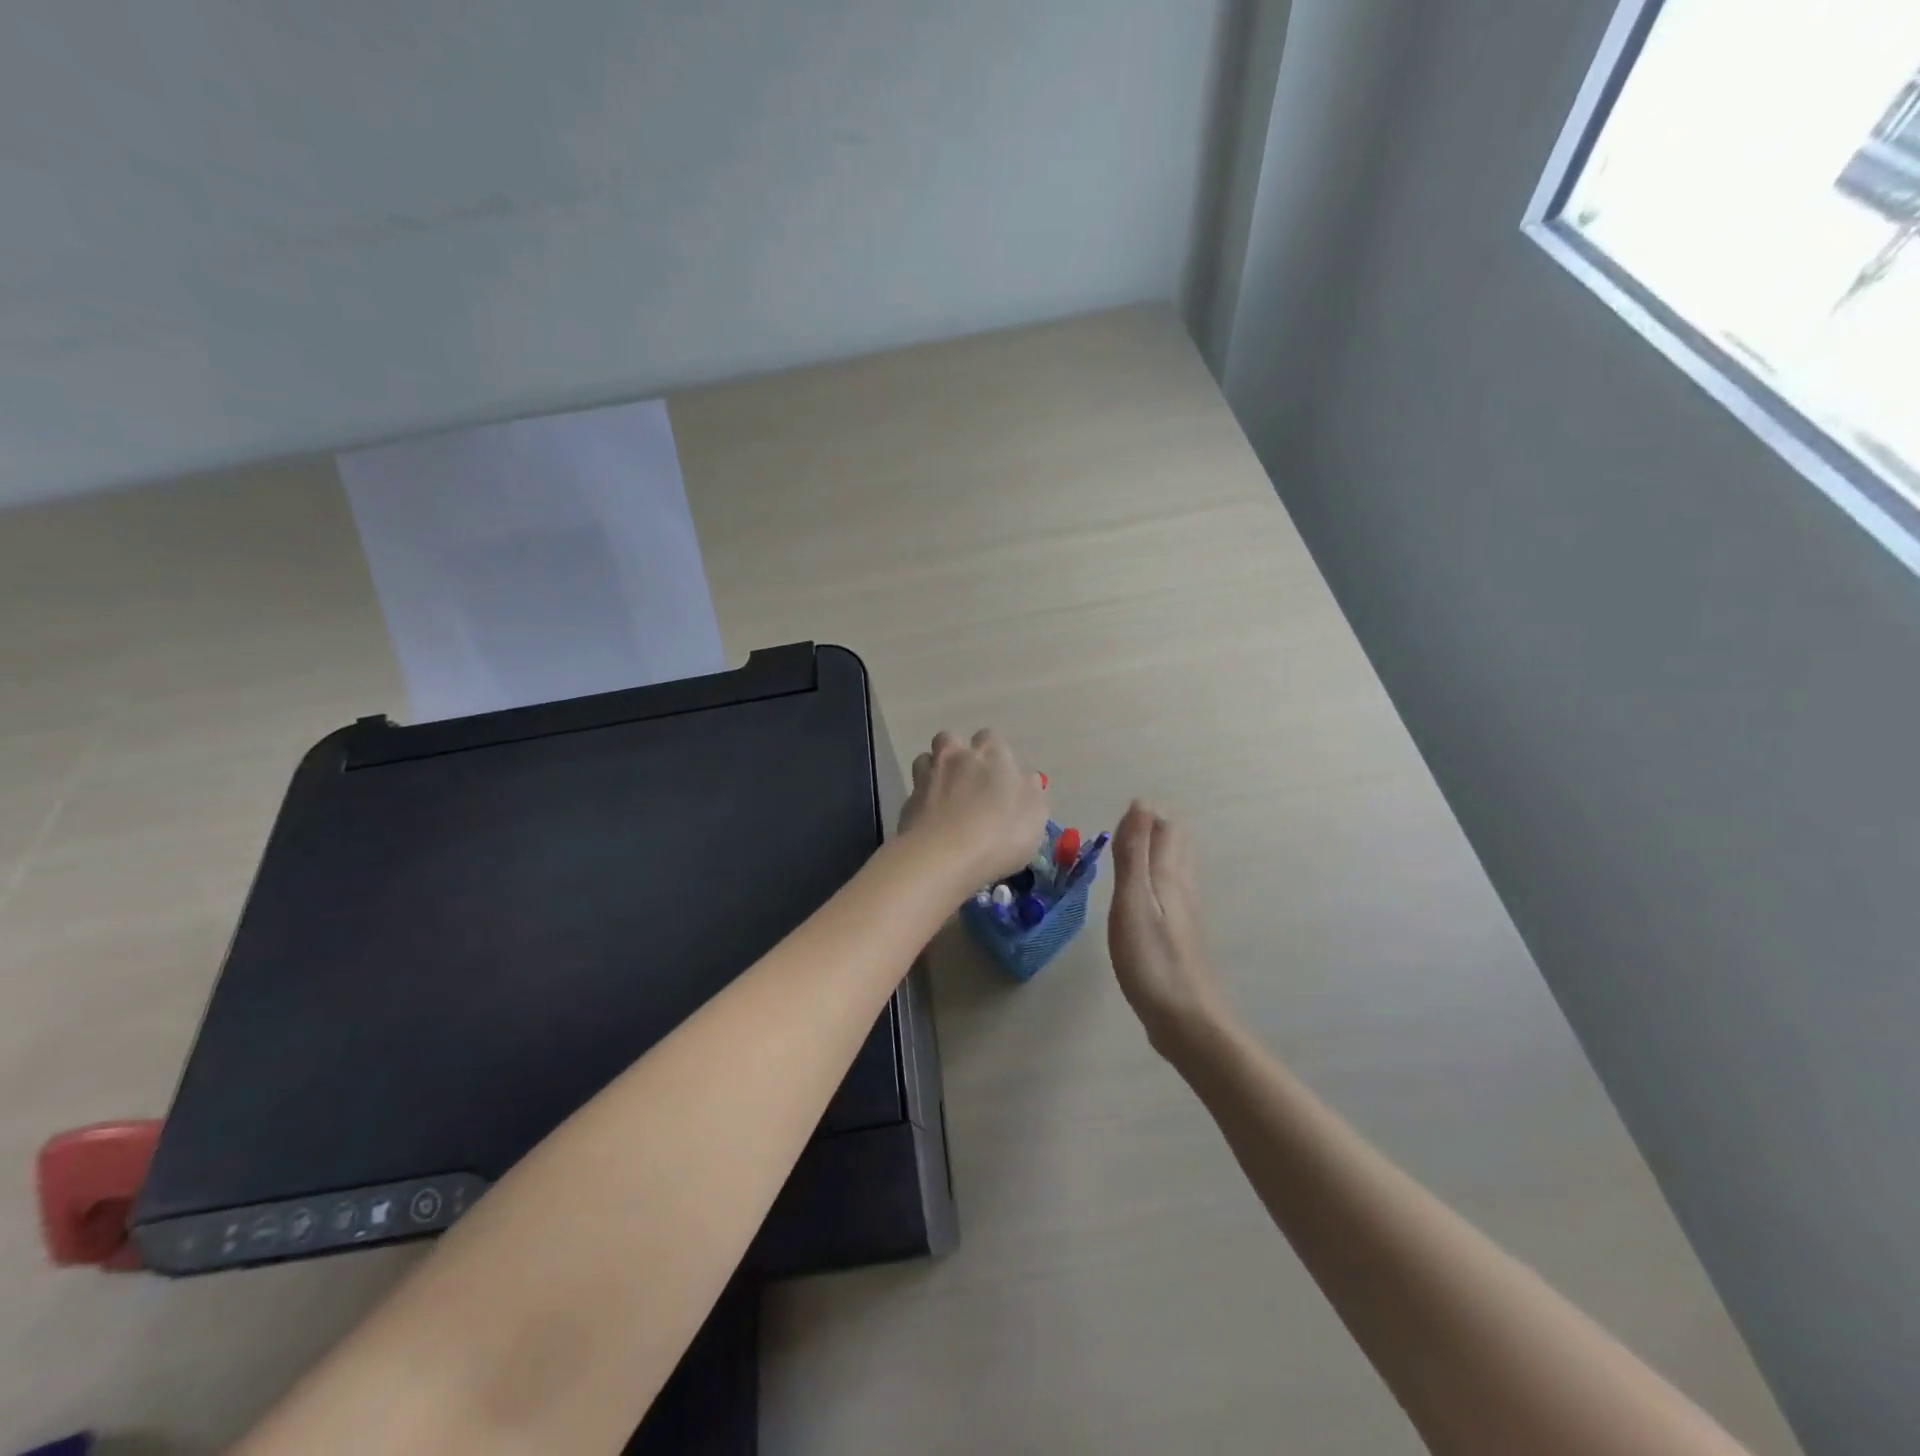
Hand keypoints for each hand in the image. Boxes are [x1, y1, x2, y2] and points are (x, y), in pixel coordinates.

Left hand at [901, 730, 1049, 890]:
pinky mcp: (907, 803)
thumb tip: (1026, 779)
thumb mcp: (1035, 815)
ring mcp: (926, 778)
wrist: (943, 857)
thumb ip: (1031, 792)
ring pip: (925, 760)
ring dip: (934, 771)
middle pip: (949, 739)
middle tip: (968, 780)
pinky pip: (915, 793)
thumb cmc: (1000, 833)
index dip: (995, 754)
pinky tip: (932, 822)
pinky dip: (922, 802)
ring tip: (945, 796)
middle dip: (956, 753)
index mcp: (990, 754)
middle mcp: (955, 757)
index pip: (990, 738)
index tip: (1001, 776)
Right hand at [1109, 801, 1229, 1059]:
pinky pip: (1171, 893)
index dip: (1144, 818)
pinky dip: (1156, 880)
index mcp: (1170, 877)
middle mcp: (1183, 889)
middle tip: (1125, 828)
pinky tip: (1144, 897)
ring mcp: (1185, 915)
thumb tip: (1141, 804)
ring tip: (1132, 852)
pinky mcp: (1181, 938)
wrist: (1186, 1020)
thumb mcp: (1133, 902)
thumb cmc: (1152, 960)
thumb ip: (1135, 854)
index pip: (1164, 831)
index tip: (1119, 816)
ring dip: (1156, 854)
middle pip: (1175, 847)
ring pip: (1175, 870)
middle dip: (1153, 830)